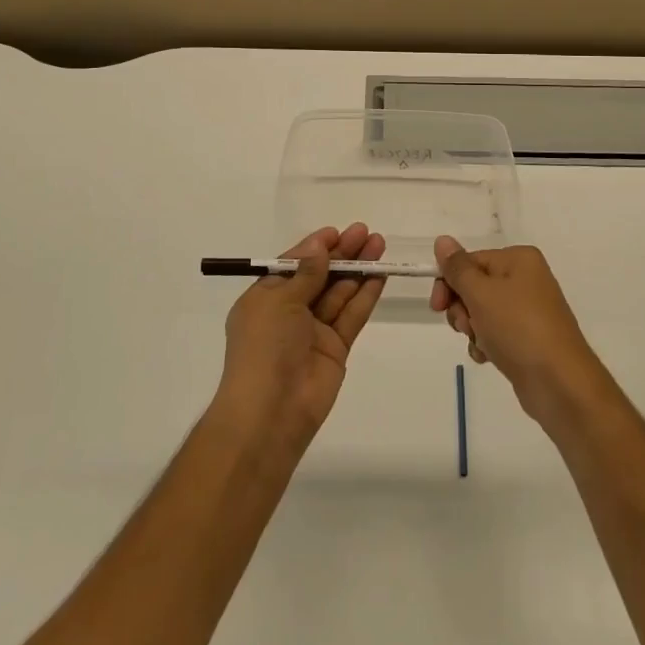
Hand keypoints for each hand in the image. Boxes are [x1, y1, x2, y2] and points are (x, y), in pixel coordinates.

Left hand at [215, 223, 386, 454]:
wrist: (271, 412)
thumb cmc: (264, 347)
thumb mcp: (279, 301)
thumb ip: (306, 273)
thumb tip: (319, 245)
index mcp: (265, 298)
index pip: (293, 265)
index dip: (315, 248)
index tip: (337, 232)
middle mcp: (289, 312)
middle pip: (320, 275)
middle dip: (342, 254)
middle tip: (366, 232)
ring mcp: (314, 331)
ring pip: (339, 292)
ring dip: (358, 269)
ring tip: (379, 244)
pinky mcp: (336, 348)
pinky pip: (352, 315)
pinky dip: (365, 294)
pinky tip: (380, 274)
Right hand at [430, 237, 606, 426]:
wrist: (560, 384)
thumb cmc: (518, 328)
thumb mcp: (481, 293)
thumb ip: (457, 268)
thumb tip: (442, 240)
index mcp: (519, 259)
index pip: (470, 260)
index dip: (449, 281)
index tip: (437, 306)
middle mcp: (526, 279)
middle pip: (475, 286)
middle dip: (462, 308)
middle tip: (464, 326)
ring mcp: (529, 310)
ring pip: (482, 312)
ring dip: (473, 328)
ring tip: (481, 343)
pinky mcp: (528, 339)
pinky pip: (496, 333)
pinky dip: (486, 343)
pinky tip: (489, 357)